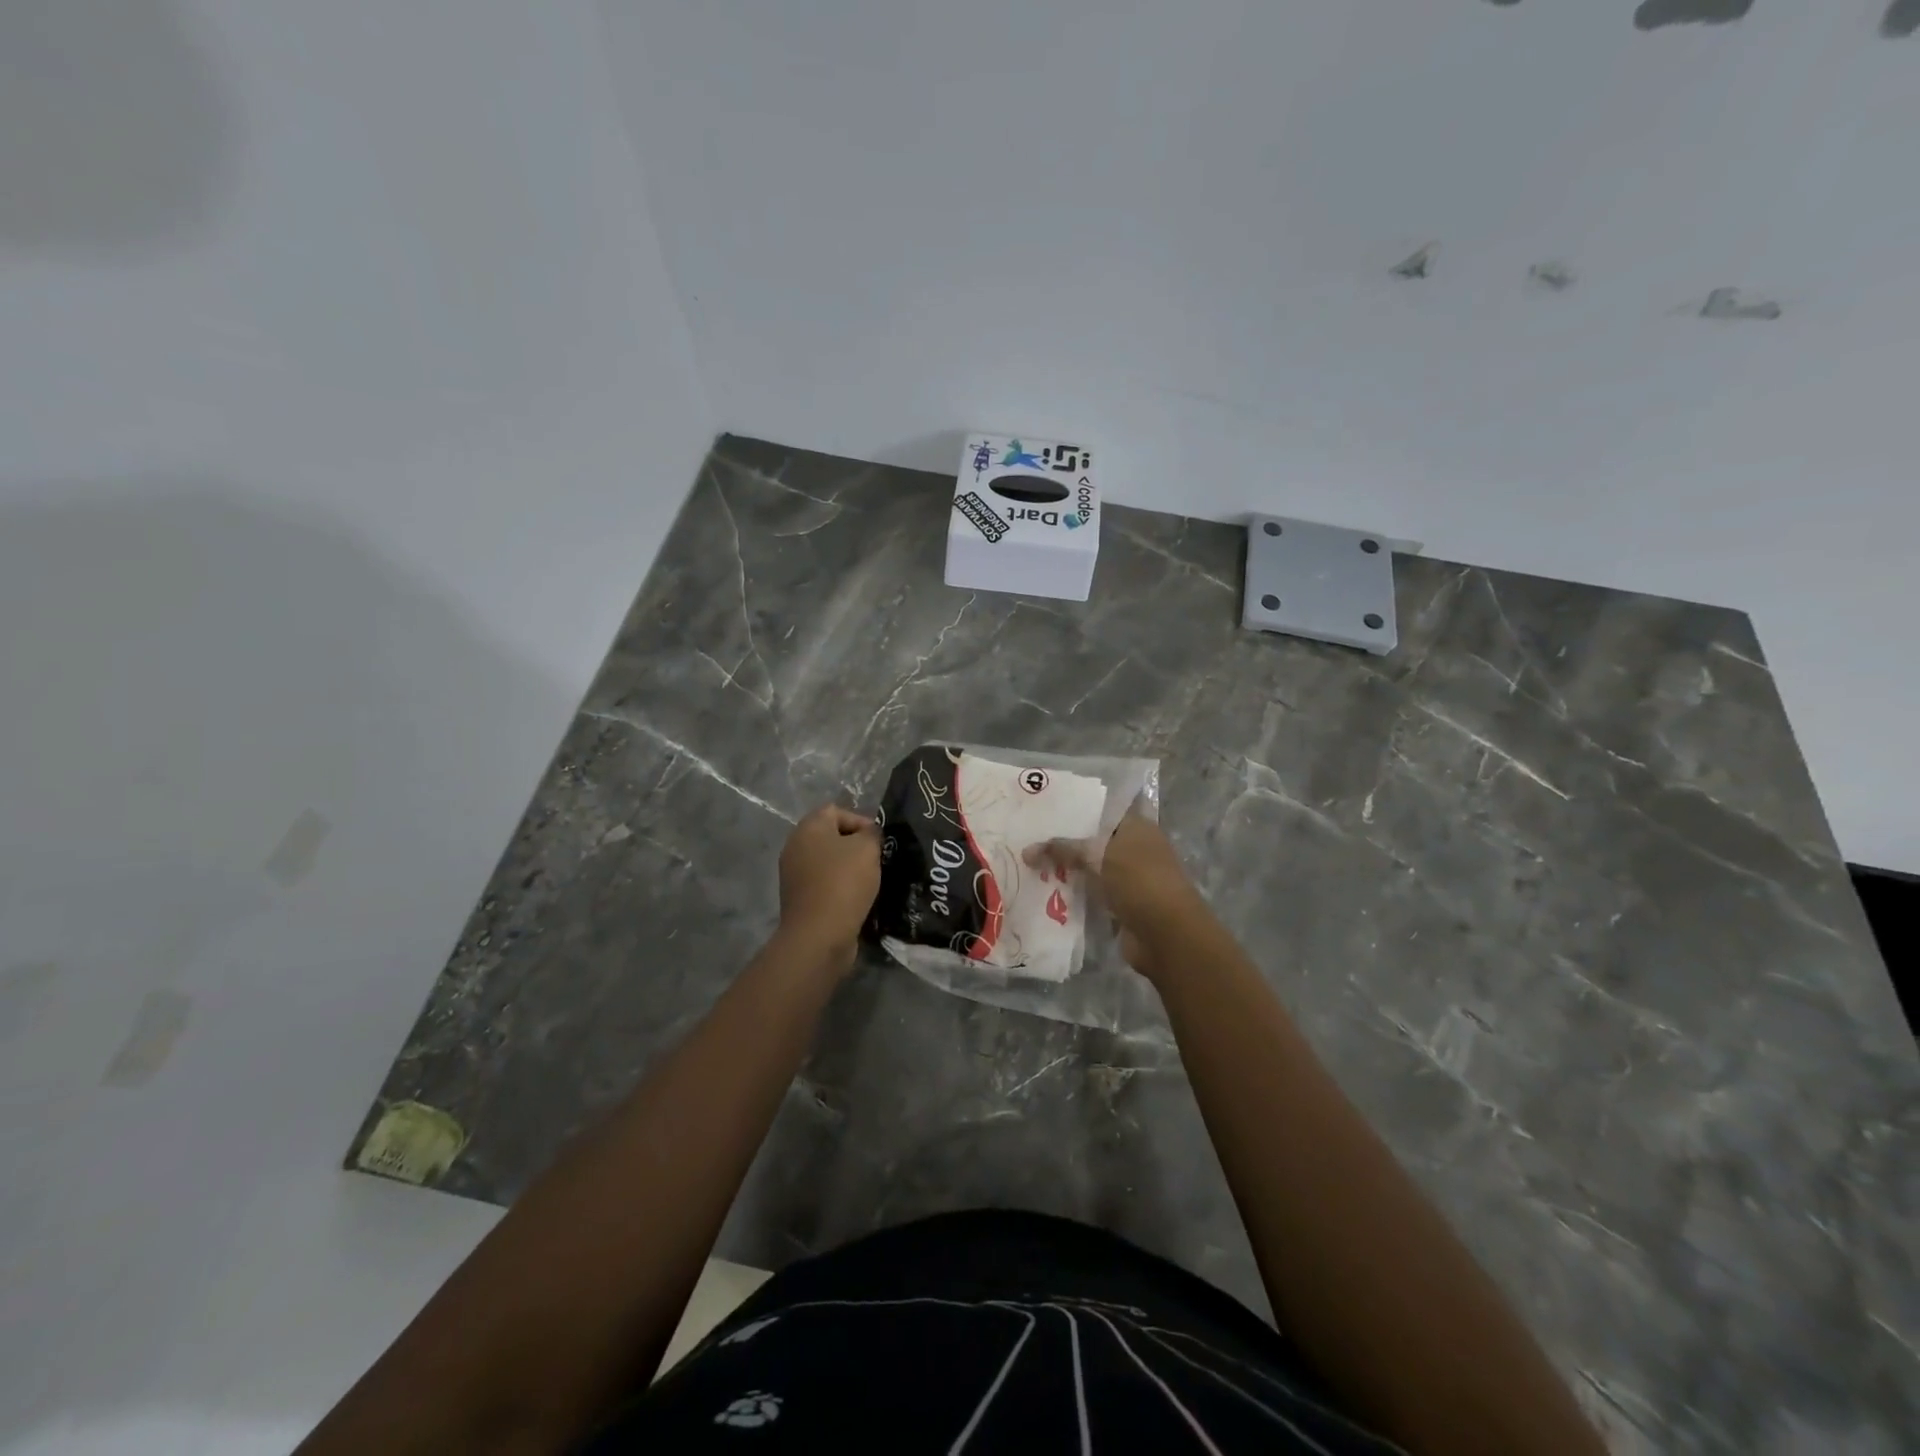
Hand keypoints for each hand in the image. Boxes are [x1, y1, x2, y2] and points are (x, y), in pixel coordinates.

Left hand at [776, 805, 880, 968]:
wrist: (819, 935)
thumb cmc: (843, 883)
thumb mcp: (867, 848)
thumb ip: (871, 833)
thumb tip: (868, 834)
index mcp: (808, 828)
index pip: (836, 811)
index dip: (861, 821)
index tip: (879, 840)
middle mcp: (795, 846)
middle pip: (831, 836)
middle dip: (856, 846)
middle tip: (877, 859)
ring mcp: (794, 874)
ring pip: (829, 861)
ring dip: (849, 868)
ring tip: (871, 880)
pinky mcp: (799, 898)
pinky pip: (824, 883)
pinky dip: (840, 887)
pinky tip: (857, 899)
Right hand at [1025, 814, 1204, 980]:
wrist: (1166, 935)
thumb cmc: (1138, 881)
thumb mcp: (1098, 855)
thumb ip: (1063, 849)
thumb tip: (1026, 851)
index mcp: (1138, 827)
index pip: (1104, 809)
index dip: (1078, 808)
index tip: (1047, 808)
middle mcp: (1136, 849)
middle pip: (1095, 840)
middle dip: (1067, 841)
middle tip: (1030, 836)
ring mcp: (1130, 878)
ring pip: (1092, 868)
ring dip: (1068, 869)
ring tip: (1031, 862)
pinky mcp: (1122, 905)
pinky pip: (1093, 893)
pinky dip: (1075, 892)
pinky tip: (1046, 890)